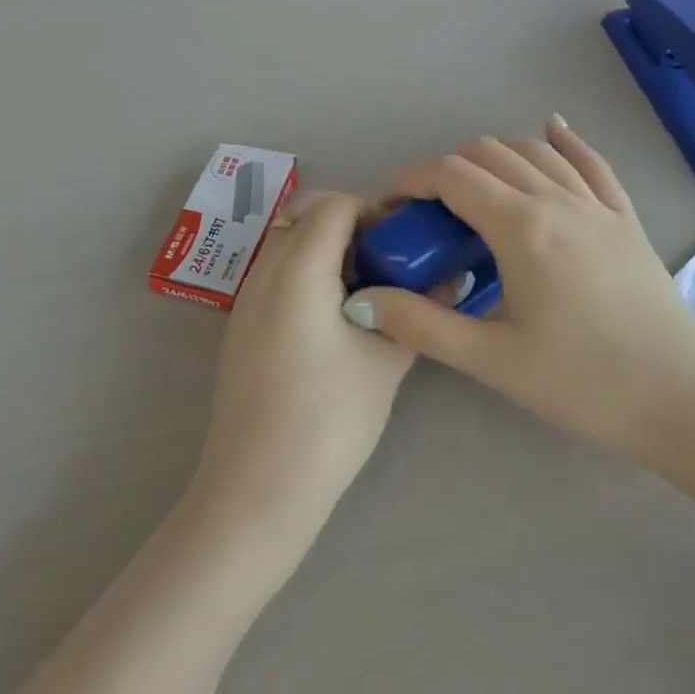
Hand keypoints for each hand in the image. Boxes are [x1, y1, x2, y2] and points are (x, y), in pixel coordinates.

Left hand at [190, 191, 414, 541]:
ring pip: (287, 243)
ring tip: (367, 288)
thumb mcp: (386, 360)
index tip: (404, 242)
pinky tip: (335, 318)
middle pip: (305, 215)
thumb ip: (419, 310)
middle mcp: (264, 273)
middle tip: (389, 260)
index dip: (373, 211)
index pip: (334, 205)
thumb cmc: (329, 418)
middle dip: (349, 224)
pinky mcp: (240, 329)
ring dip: (326, 248)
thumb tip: (454, 278)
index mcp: (298, 270)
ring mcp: (245, 301)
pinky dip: (306, 273)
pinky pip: (275, 274)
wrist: (257, 488)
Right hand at [342, 118, 694, 469]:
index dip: (413, 180)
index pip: (453, 176)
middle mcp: (558, 199)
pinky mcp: (626, 218)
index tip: (393, 205)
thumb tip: (360, 301)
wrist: (681, 398)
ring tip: (474, 188)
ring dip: (495, 155)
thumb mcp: (492, 360)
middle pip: (490, 154)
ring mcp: (598, 205)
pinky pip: (592, 162)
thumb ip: (421, 325)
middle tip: (429, 212)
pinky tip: (553, 130)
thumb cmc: (582, 383)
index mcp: (522, 227)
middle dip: (448, 169)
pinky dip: (565, 142)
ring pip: (536, 151)